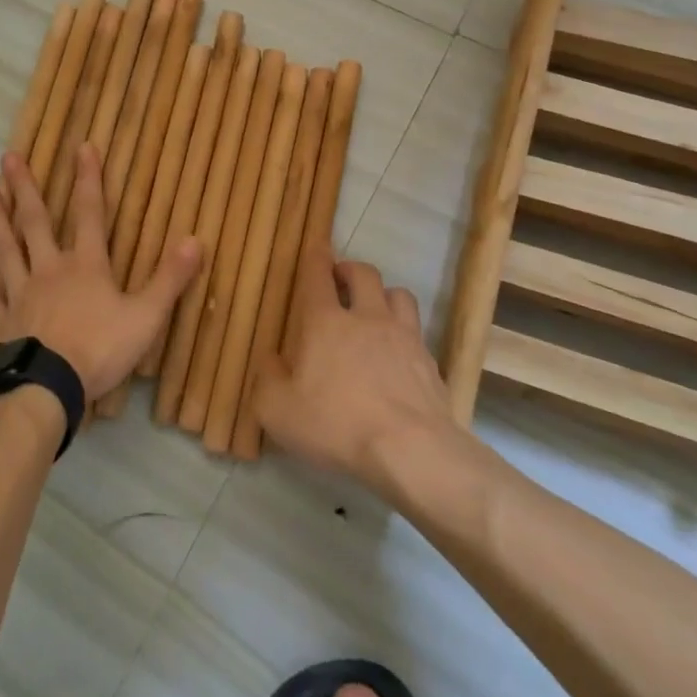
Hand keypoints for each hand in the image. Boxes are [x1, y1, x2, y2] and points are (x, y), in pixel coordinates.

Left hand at [0, 144, 201, 400]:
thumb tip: (195, 239)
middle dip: (25, 188)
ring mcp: (22, 294)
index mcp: (87, 266)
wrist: (47, 388)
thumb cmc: (100, 350)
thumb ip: (170, 279)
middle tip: (8, 157)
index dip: (89, 179)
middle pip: (36, 222)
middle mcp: (50, 270)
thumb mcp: (147, 316)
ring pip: (6, 249)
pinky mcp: (2, 321)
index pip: (91, 213)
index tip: (83, 147)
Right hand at [250, 244, 451, 485]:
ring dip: (384, 295)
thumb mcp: (278, 410)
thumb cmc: (336, 424)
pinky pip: (417, 331)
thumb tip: (270, 359)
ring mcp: (403, 336)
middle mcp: (366, 317)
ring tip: (376, 310)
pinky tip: (399, 353)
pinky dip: (405, 332)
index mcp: (325, 322)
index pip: (318, 275)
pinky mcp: (429, 360)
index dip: (316, 257)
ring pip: (398, 294)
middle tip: (341, 280)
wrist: (410, 449)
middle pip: (363, 273)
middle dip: (350, 269)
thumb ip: (267, 378)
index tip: (317, 247)